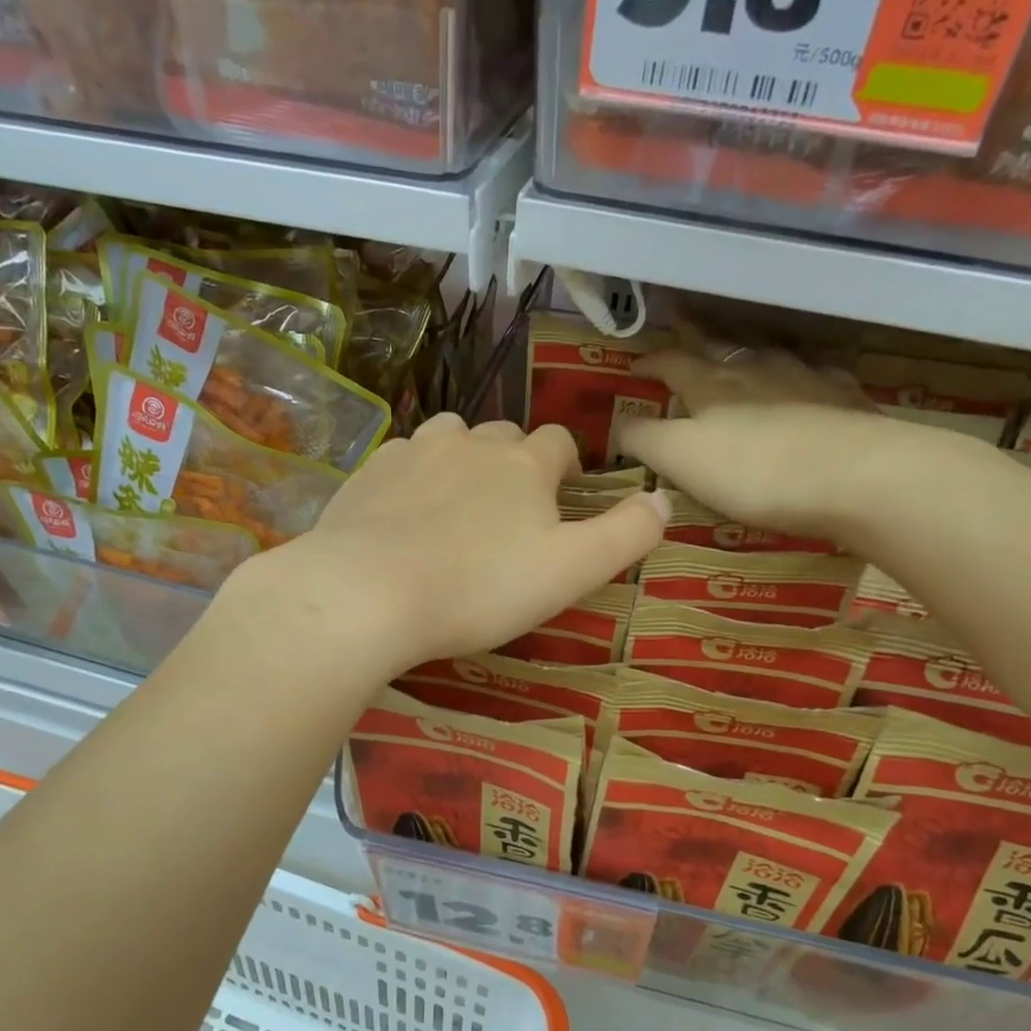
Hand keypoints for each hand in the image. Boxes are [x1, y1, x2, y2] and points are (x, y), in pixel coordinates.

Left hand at [243, 414, 667, 678]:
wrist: (367, 593)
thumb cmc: (479, 588)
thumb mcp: (571, 570)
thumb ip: (625, 534)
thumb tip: (663, 499)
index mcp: (524, 463)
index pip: (559, 444)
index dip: (566, 467)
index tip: (563, 497)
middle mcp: (470, 441)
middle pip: (504, 438)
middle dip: (514, 465)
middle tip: (509, 515)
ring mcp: (413, 451)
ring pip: (450, 438)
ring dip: (462, 461)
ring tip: (457, 508)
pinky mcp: (368, 472)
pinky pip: (402, 459)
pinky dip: (413, 477)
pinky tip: (404, 515)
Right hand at [615, 345, 944, 544]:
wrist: (852, 475)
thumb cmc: (753, 470)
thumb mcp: (680, 459)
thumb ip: (645, 440)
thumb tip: (618, 428)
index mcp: (710, 384)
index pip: (671, 363)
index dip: (651, 362)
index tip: (635, 364)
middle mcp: (755, 369)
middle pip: (718, 344)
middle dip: (694, 334)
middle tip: (680, 319)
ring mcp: (804, 377)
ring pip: (766, 351)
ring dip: (746, 346)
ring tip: (737, 345)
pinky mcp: (843, 397)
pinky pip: (814, 372)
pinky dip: (799, 371)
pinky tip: (805, 376)